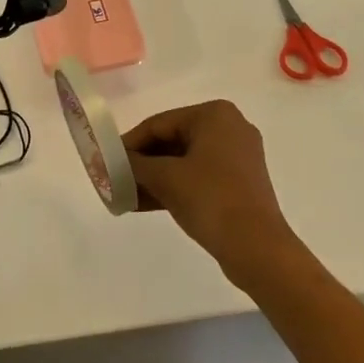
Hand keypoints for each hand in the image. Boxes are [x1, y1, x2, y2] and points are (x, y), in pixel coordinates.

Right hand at [123, 100, 299, 280]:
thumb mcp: (165, 178)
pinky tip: (144, 204)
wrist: (257, 247)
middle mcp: (229, 127)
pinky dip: (174, 187)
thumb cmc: (210, 199)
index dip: (130, 143)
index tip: (106, 161)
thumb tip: (113, 162)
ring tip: (125, 196)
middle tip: (115, 179)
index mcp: (214, 115)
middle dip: (142, 162)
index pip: (160, 123)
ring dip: (154, 178)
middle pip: (172, 140)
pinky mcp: (240, 182)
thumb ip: (135, 164)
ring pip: (184, 161)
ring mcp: (237, 156)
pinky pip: (198, 177)